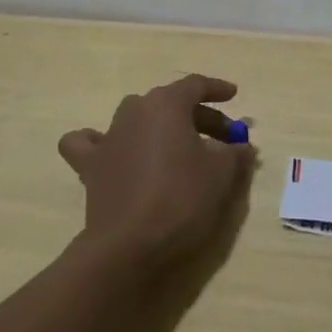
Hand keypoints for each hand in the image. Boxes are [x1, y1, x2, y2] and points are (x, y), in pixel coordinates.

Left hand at [59, 74, 254, 271]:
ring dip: (159, 126)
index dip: (217, 89)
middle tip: (222, 139)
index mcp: (166, 104)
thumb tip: (241, 147)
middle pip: (170, 103)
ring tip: (176, 147)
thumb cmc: (181, 199)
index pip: (195, 85)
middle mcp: (134, 111)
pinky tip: (113, 151)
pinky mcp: (90, 166)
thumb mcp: (222, 174)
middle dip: (199, 117)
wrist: (129, 246)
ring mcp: (108, 137)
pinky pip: (89, 143)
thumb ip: (235, 153)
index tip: (233, 96)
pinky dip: (100, 142)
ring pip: (136, 118)